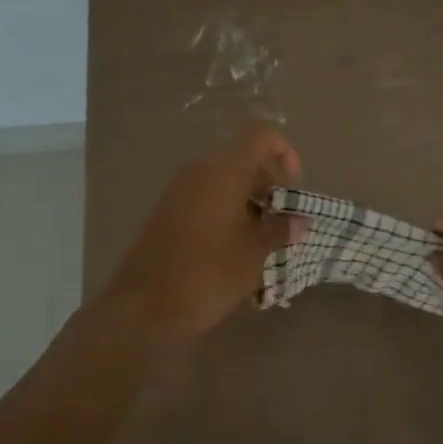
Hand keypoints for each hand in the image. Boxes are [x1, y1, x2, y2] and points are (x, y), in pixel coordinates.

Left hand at [99, 126, 301, 340]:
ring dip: (249, 202)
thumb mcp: (254, 253)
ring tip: (263, 240)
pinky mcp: (167, 212)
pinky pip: (206, 198)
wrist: (143, 308)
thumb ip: (280, 229)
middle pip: (243, 159)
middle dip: (269, 185)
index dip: (284, 152)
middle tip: (283, 220)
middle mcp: (200, 171)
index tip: (293, 187)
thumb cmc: (208, 273)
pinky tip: (235, 249)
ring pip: (225, 181)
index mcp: (224, 171)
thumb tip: (299, 220)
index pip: (261, 136)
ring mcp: (179, 191)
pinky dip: (227, 212)